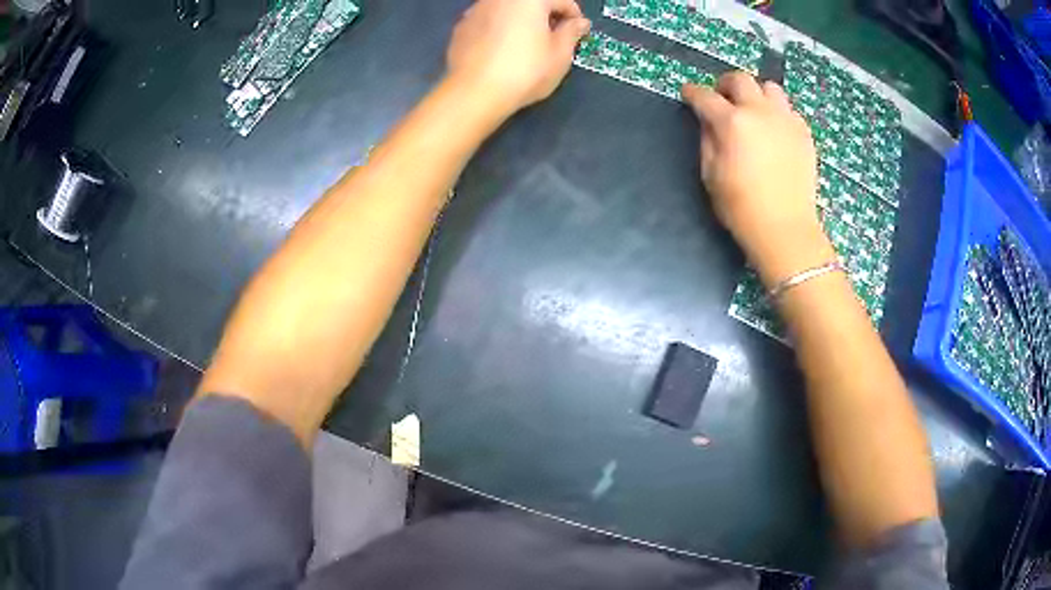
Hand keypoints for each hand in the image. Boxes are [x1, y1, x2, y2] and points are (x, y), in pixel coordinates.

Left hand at [445, 0, 590, 117]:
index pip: (562, 0)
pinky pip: (489, 21)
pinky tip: (502, 51)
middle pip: (532, 3)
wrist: (473, 92)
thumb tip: (578, 23)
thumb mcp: (560, 55)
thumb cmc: (524, 71)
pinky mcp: (461, 26)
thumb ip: (572, 32)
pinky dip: (500, 29)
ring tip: (527, 45)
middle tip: (554, 39)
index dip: (575, 17)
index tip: (578, 34)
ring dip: (522, 21)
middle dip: (546, 16)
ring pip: (508, 10)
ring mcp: (476, 9)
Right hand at [683, 73, 833, 286]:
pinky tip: (774, 131)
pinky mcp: (804, 133)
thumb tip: (709, 122)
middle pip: (740, 79)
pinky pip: (788, 110)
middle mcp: (760, 112)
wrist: (785, 228)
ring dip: (756, 94)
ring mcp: (786, 120)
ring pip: (770, 88)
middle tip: (721, 97)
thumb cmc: (742, 207)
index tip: (688, 94)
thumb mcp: (710, 175)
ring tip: (753, 111)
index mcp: (732, 122)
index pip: (705, 96)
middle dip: (725, 84)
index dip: (692, 92)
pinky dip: (777, 112)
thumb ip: (707, 140)